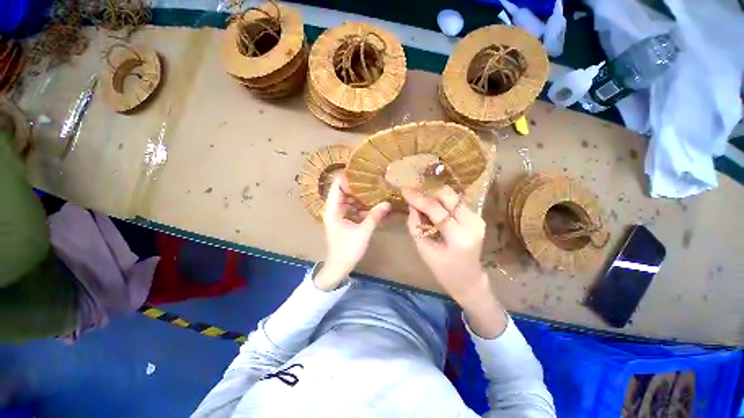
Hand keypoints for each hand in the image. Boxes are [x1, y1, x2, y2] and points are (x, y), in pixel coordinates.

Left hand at [316, 174, 389, 290]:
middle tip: (372, 180)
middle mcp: (333, 210)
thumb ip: (374, 217)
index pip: (336, 187)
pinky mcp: (343, 221)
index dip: (346, 178)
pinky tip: (372, 205)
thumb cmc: (347, 250)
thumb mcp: (362, 232)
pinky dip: (361, 206)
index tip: (361, 171)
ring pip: (349, 200)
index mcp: (332, 210)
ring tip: (375, 190)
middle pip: (343, 192)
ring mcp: (338, 215)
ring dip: (360, 197)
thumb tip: (387, 203)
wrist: (338, 267)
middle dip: (357, 186)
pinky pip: (352, 209)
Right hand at [402, 186, 506, 337]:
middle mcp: (472, 224)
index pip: (436, 209)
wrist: (469, 280)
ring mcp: (478, 219)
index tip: (405, 190)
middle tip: (414, 191)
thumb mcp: (423, 249)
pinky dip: (443, 200)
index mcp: (459, 237)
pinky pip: (457, 202)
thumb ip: (415, 225)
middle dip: (429, 190)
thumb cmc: (443, 270)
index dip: (418, 198)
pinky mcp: (478, 217)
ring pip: (454, 196)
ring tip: (421, 196)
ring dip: (436, 194)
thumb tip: (411, 204)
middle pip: (449, 196)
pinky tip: (433, 203)